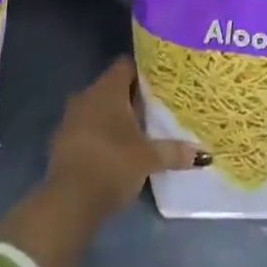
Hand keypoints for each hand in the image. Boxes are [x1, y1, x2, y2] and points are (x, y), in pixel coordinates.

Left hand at [44, 57, 202, 218]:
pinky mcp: (62, 143)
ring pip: (98, 109)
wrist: (69, 201)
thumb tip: (204, 154)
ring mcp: (70, 119)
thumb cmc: (113, 164)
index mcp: (107, 90)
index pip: (126, 65)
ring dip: (114, 118)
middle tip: (156, 108)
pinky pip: (86, 129)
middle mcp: (86, 96)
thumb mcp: (149, 158)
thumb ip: (174, 151)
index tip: (161, 82)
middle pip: (112, 88)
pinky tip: (116, 150)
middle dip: (132, 97)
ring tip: (139, 130)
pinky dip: (100, 135)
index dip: (144, 71)